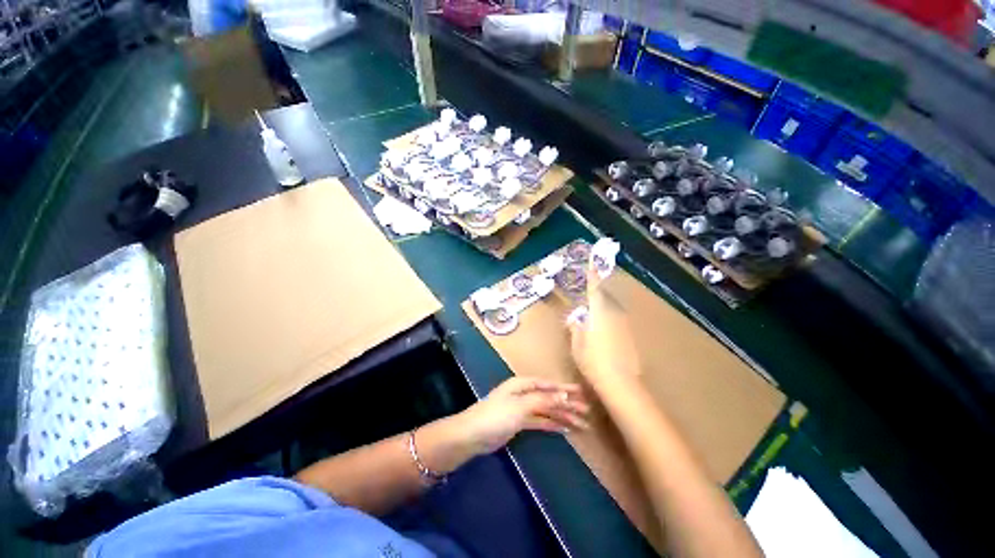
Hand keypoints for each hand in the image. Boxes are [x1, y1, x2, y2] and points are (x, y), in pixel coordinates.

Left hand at [454, 377, 589, 455]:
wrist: (473, 435)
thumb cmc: (496, 415)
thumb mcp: (521, 406)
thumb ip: (543, 400)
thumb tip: (565, 396)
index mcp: (523, 384)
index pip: (548, 385)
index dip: (565, 388)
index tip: (581, 392)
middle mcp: (524, 393)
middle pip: (550, 398)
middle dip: (567, 404)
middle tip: (586, 412)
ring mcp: (522, 408)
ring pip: (547, 410)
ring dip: (563, 416)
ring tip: (581, 424)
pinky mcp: (520, 423)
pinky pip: (541, 421)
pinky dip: (552, 424)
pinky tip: (565, 429)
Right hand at [567, 260, 640, 386]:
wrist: (621, 383)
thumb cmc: (592, 361)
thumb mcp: (577, 344)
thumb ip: (576, 327)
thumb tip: (575, 318)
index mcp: (598, 313)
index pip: (595, 289)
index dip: (593, 275)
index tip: (594, 262)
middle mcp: (614, 314)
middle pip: (605, 298)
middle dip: (597, 295)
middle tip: (587, 299)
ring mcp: (624, 325)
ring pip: (613, 309)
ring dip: (604, 308)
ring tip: (594, 318)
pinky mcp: (631, 336)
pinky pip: (618, 321)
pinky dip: (610, 321)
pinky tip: (604, 334)